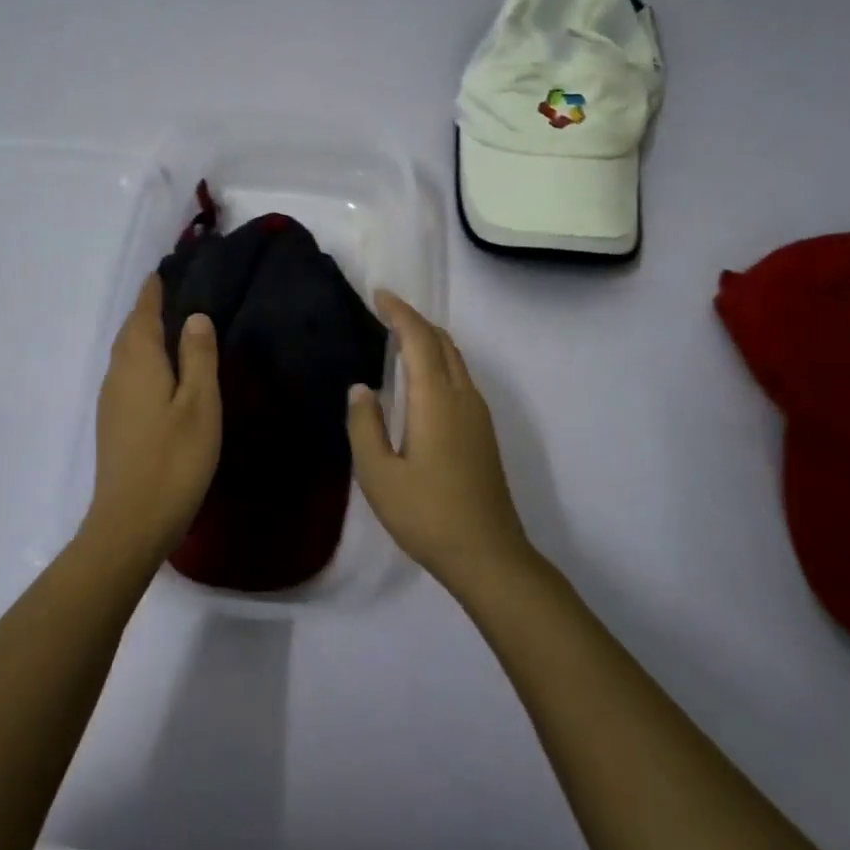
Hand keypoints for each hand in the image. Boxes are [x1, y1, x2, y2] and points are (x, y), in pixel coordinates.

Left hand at [85, 275, 221, 565]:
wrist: (131, 523)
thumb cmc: (174, 459)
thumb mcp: (199, 404)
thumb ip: (198, 357)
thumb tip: (195, 316)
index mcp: (139, 362)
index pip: (143, 314)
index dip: (153, 292)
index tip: (162, 271)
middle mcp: (118, 375)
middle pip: (130, 332)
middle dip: (146, 311)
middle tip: (170, 295)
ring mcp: (111, 401)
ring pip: (126, 355)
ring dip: (142, 336)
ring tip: (168, 328)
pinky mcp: (113, 424)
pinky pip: (126, 375)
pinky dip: (141, 360)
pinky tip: (158, 374)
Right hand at [347, 291, 530, 590]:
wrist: (488, 555)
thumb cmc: (427, 515)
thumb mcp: (378, 475)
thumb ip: (365, 425)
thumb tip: (361, 388)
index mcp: (436, 400)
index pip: (419, 339)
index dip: (400, 312)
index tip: (379, 295)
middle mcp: (463, 397)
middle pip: (443, 342)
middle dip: (415, 319)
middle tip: (385, 311)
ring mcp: (478, 414)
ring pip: (456, 359)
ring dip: (429, 339)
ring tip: (398, 336)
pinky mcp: (483, 431)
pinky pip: (460, 377)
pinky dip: (439, 360)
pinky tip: (421, 377)